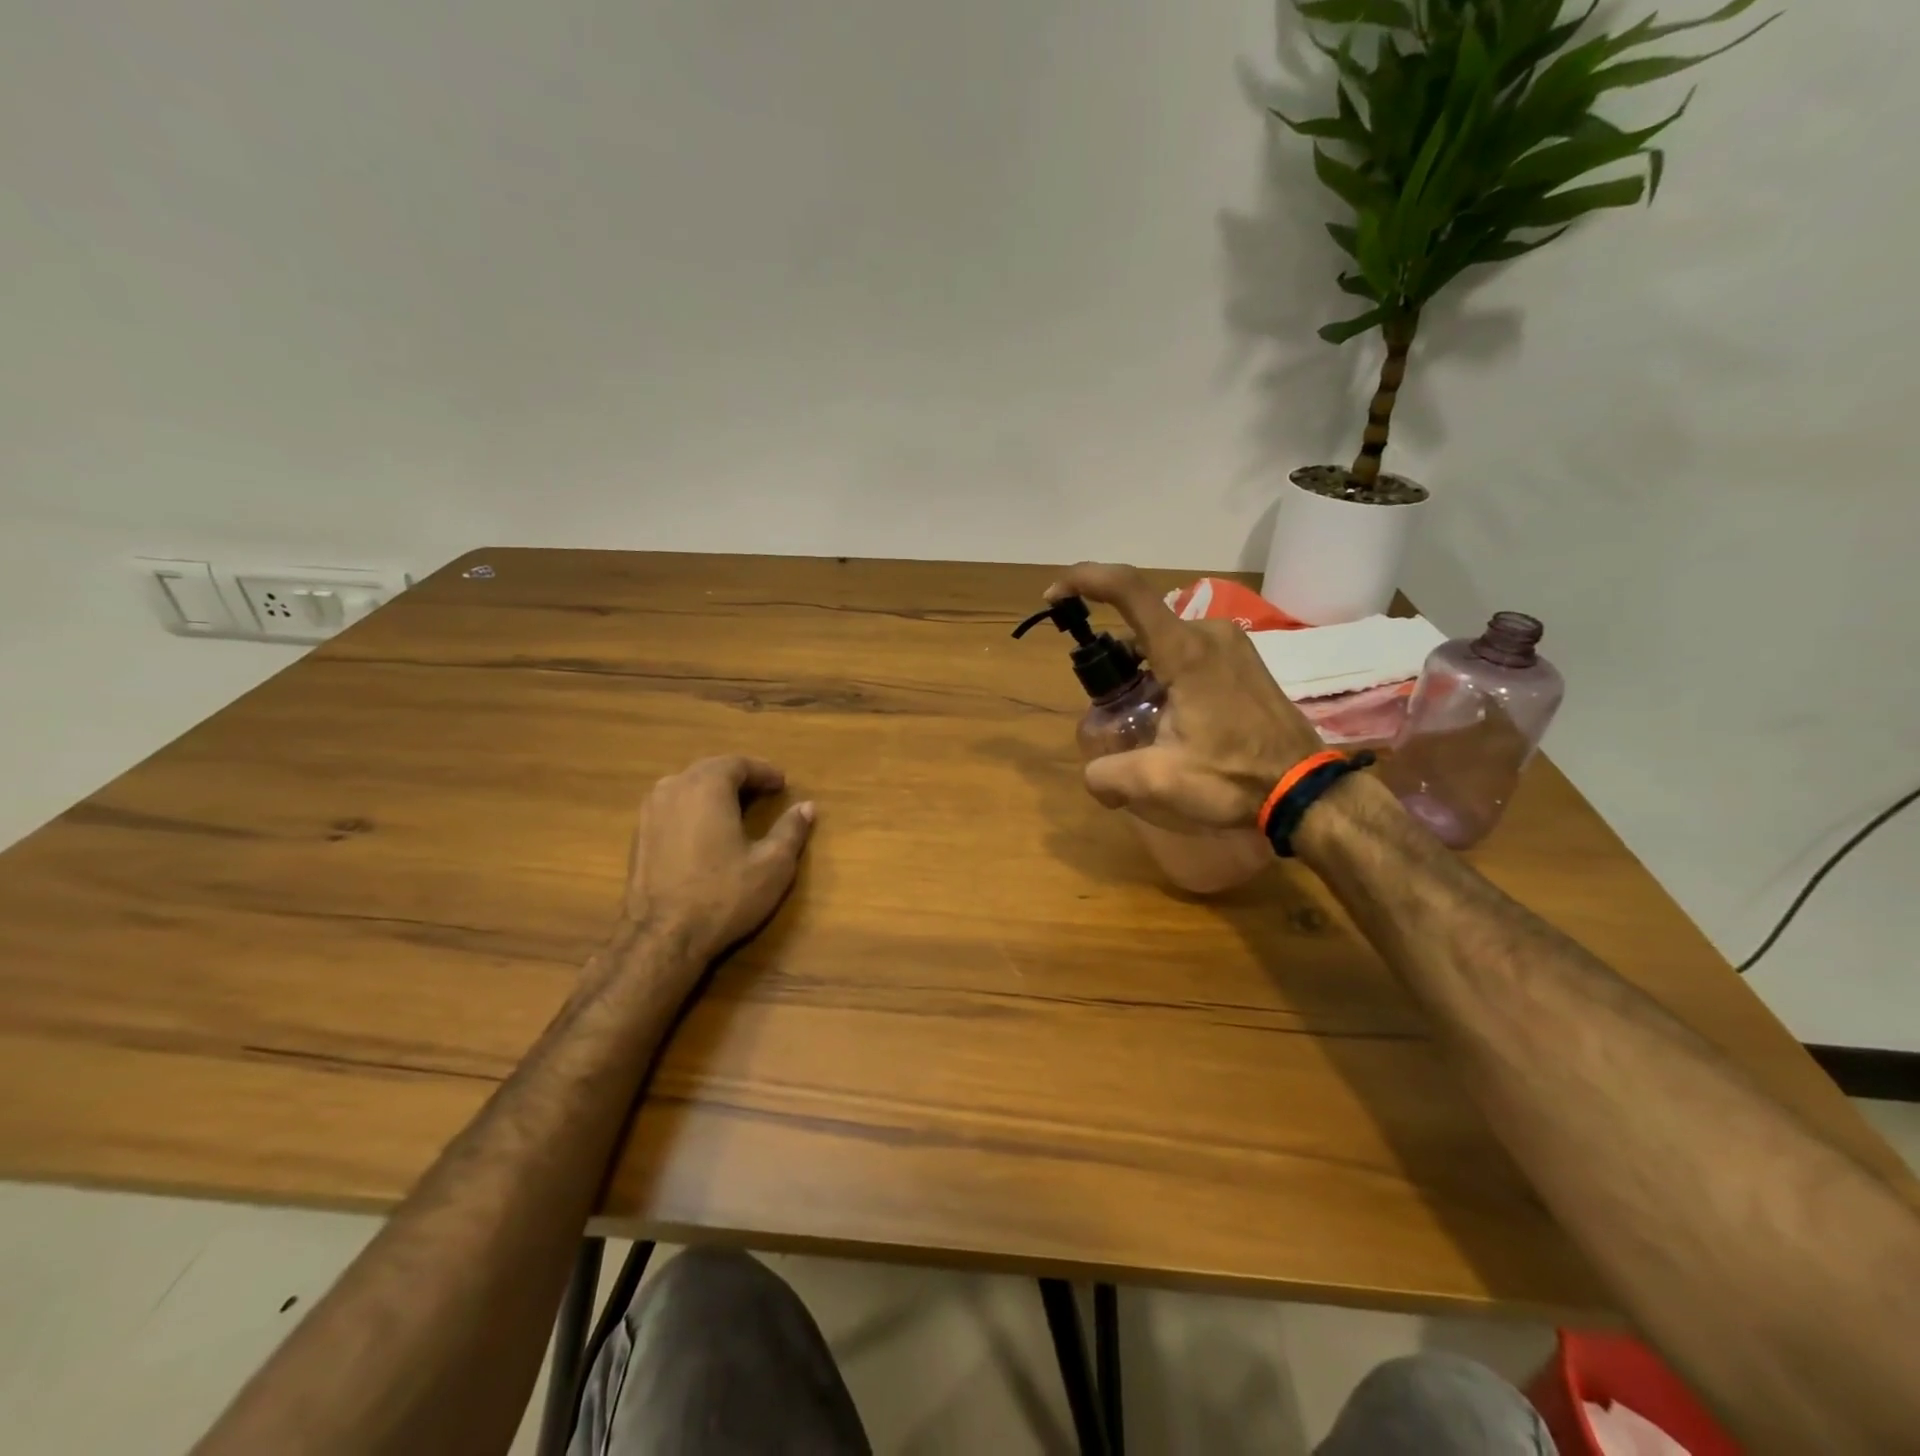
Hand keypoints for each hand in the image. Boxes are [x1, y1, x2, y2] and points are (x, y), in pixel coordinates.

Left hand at [615, 756, 815, 967]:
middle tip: (763, 792)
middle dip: (738, 777)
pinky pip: (672, 807)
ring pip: (687, 786)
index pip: (738, 764)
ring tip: (735, 808)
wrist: (661, 938)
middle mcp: (673, 788)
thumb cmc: (722, 896)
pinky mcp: (638, 835)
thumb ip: (791, 830)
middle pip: (710, 770)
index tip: (782, 784)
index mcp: (706, 786)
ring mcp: (649, 811)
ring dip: (713, 791)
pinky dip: (693, 808)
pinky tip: (706, 831)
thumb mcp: (772, 865)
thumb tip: (807, 807)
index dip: (763, 771)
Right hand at [1046, 563, 1323, 827]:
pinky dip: (1166, 672)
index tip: (1054, 596)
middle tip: (1109, 705)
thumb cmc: (1234, 778)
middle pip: (1141, 624)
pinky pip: (1189, 650)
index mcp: (1185, 651)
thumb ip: (1108, 774)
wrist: (1304, 788)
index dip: (1084, 579)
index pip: (1128, 589)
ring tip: (1144, 719)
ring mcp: (1231, 642)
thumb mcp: (1159, 781)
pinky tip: (1173, 715)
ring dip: (1141, 670)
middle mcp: (1208, 632)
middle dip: (1113, 659)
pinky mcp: (1243, 658)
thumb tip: (1092, 775)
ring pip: (1165, 640)